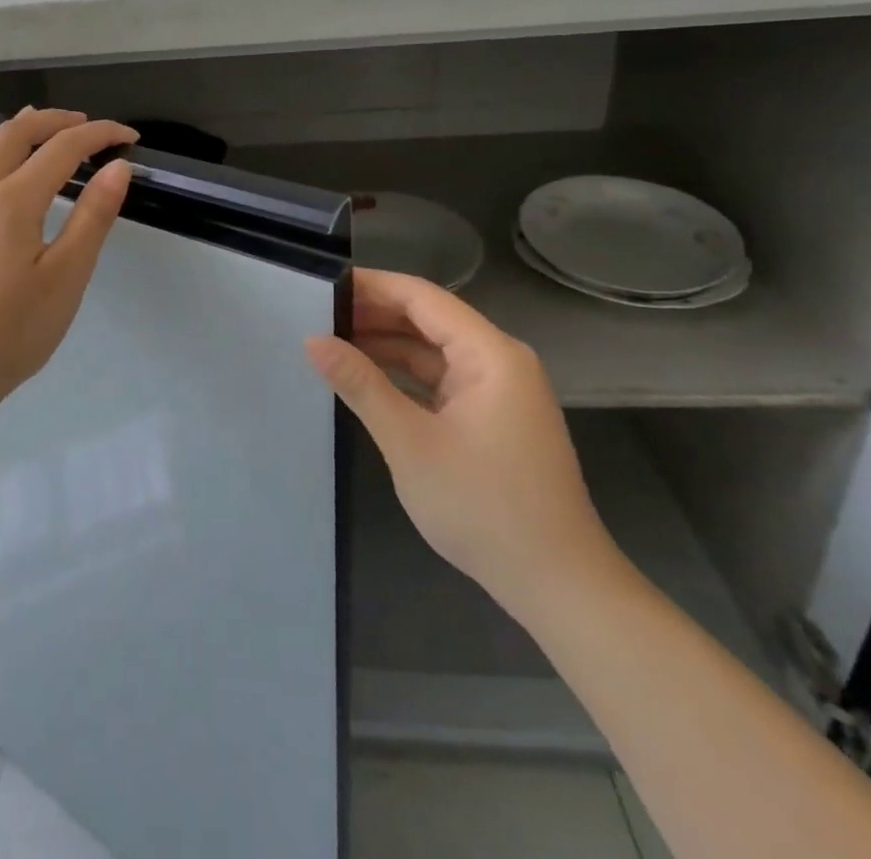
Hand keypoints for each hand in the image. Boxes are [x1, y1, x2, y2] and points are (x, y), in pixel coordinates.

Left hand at [0, 107, 136, 414]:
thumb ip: (92, 217)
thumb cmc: (11, 331)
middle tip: (88, 126)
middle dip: (55, 121)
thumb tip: (117, 168)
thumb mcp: (66, 276)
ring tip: (41, 129)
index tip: (130, 138)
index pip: (62, 148)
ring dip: (18, 130)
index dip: (100, 135)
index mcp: (12, 200)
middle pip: (15, 134)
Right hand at [306, 268, 618, 617]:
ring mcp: (498, 391)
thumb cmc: (484, 507)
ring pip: (433, 351)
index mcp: (490, 353)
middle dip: (374, 315)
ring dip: (386, 346)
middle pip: (428, 319)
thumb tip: (313, 341)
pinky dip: (404, 376)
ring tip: (331, 343)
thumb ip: (361, 385)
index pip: (422, 297)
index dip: (372, 286)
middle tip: (316, 315)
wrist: (557, 586)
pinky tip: (366, 380)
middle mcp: (499, 360)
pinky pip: (441, 380)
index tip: (324, 284)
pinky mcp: (492, 417)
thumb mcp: (410, 442)